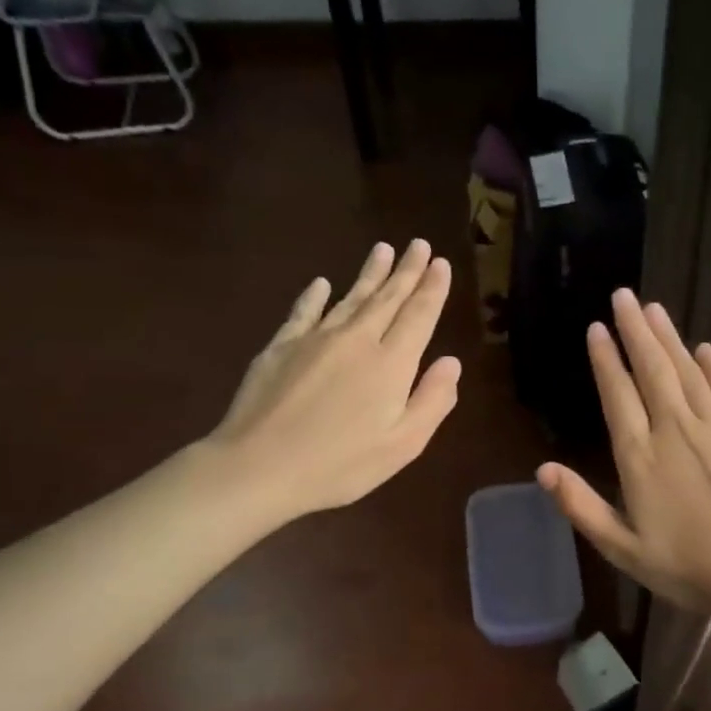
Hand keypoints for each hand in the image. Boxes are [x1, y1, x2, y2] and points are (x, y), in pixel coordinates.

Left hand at [208, 240, 460, 526]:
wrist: (259, 466)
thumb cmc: (341, 464)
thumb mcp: (403, 444)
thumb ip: (432, 401)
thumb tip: (451, 362)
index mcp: (391, 364)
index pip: (418, 316)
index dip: (432, 289)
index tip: (441, 264)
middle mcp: (357, 340)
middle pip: (387, 298)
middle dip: (406, 270)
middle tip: (419, 244)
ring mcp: (315, 339)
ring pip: (350, 297)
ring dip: (370, 273)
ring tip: (384, 249)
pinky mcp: (280, 347)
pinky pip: (304, 311)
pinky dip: (315, 296)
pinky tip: (322, 283)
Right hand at [537, 290, 710, 625]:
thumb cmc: (688, 566)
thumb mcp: (623, 549)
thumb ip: (582, 507)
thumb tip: (544, 469)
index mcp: (641, 457)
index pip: (618, 395)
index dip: (606, 360)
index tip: (596, 329)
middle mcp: (675, 430)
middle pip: (652, 369)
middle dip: (635, 330)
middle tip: (623, 296)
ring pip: (688, 371)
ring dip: (669, 338)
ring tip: (654, 308)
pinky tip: (705, 348)